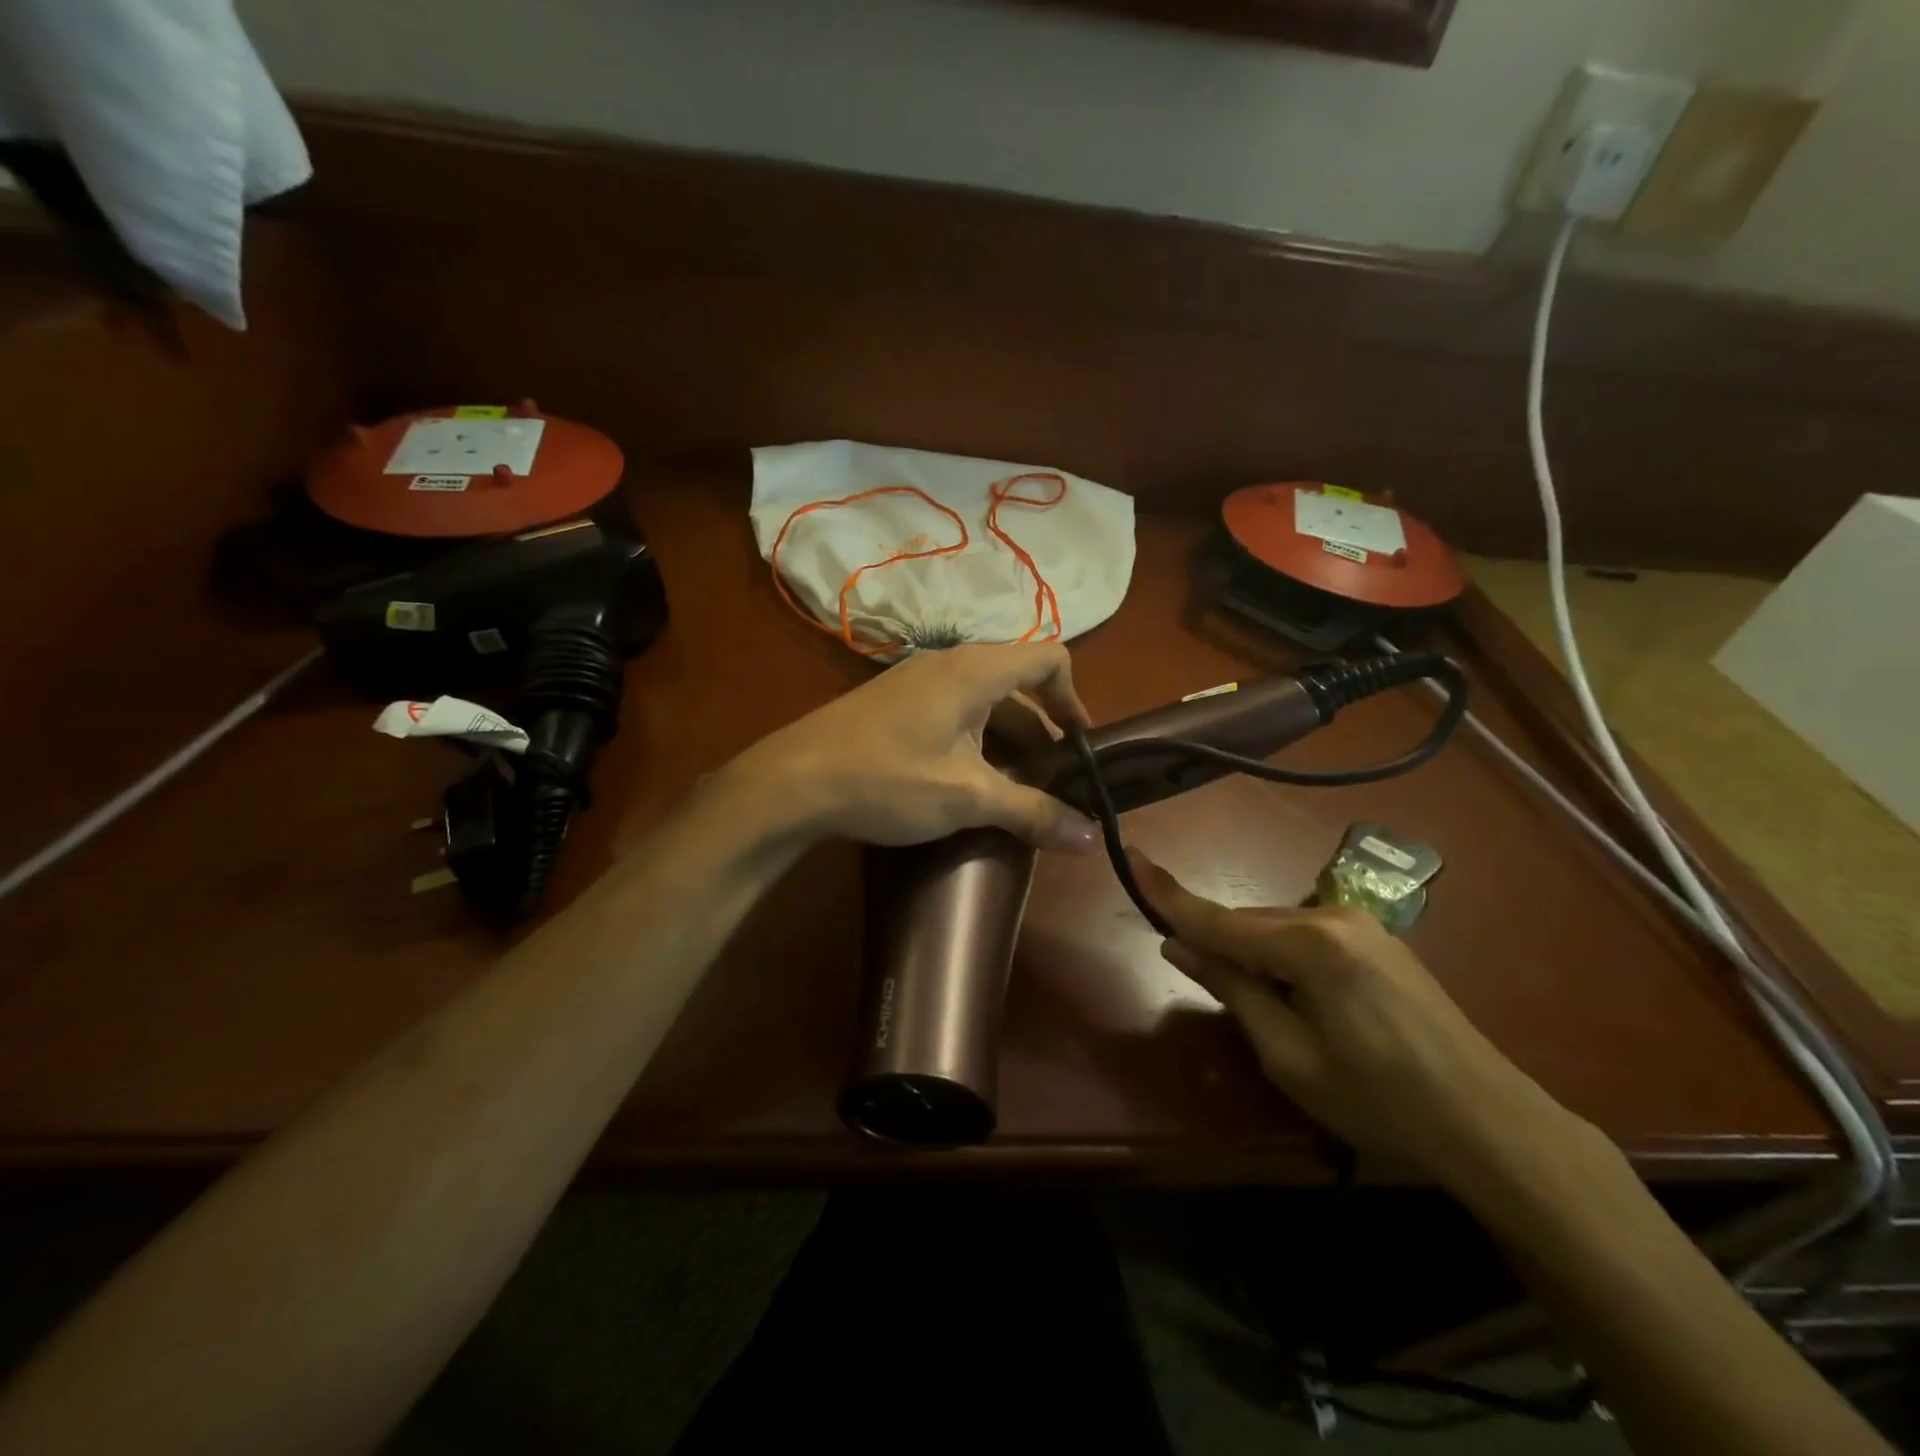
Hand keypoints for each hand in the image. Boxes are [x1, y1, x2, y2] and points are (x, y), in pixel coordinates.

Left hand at [735, 643, 1102, 850]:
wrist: (792, 782)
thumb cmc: (888, 779)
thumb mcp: (967, 798)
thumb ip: (1033, 812)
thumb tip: (1093, 839)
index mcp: (975, 670)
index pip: (1049, 659)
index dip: (1074, 698)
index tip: (1082, 746)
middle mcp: (949, 664)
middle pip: (1016, 685)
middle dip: (1042, 732)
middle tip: (1053, 781)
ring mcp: (916, 681)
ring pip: (982, 703)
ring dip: (1007, 742)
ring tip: (1015, 790)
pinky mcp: (893, 704)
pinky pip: (952, 712)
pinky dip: (974, 741)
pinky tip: (965, 784)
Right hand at [1130, 851, 1581, 1184]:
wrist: (1490, 1122)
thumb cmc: (1380, 1100)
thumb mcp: (1289, 1055)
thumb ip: (1231, 989)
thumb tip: (1177, 944)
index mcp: (1310, 944)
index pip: (1219, 918)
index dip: (1167, 894)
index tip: (1129, 856)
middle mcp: (1333, 917)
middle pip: (1249, 922)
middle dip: (1215, 942)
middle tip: (1189, 970)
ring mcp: (1361, 925)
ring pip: (1276, 929)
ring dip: (1250, 954)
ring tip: (1252, 1002)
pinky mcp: (1378, 941)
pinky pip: (1305, 937)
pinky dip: (1280, 958)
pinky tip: (1289, 994)